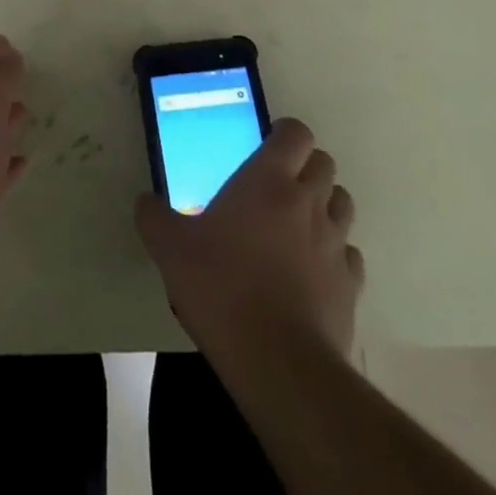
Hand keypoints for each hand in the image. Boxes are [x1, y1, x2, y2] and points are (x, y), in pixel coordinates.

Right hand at [135, 117, 361, 364]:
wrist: (278, 362)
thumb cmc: (221, 288)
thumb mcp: (170, 249)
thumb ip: (154, 218)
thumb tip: (145, 202)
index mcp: (268, 181)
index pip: (296, 133)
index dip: (285, 133)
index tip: (266, 144)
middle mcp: (308, 202)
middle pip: (324, 163)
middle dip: (305, 167)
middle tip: (276, 186)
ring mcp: (336, 243)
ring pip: (342, 203)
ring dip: (324, 205)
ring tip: (296, 225)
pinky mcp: (351, 284)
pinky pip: (349, 254)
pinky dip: (335, 254)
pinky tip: (311, 271)